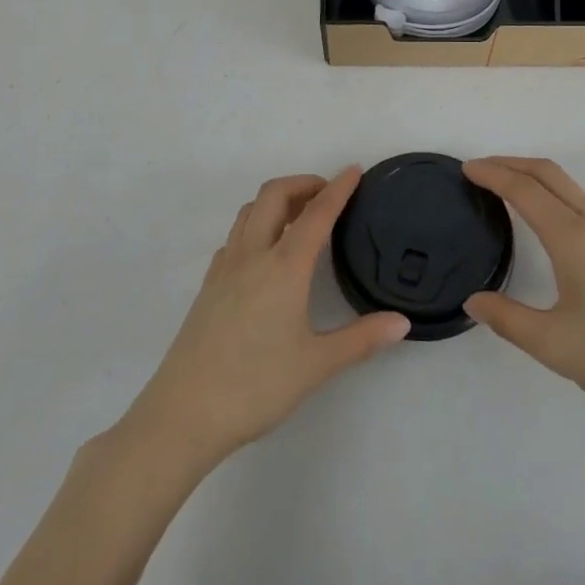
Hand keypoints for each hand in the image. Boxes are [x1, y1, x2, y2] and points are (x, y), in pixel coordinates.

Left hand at [125, 168, 409, 470]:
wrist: (183, 415)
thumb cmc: (255, 386)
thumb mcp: (316, 366)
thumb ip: (361, 339)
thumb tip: (402, 322)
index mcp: (284, 267)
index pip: (317, 213)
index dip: (338, 188)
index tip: (355, 170)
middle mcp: (253, 255)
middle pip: (275, 194)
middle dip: (303, 183)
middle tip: (327, 194)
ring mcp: (225, 268)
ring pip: (250, 211)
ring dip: (277, 200)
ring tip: (299, 217)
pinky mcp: (208, 285)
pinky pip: (235, 236)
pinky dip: (256, 225)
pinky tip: (265, 253)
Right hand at [462, 157, 584, 442]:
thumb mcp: (555, 346)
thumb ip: (508, 319)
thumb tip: (474, 300)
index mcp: (575, 239)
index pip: (525, 190)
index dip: (493, 174)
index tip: (466, 169)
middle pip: (550, 173)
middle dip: (511, 163)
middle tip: (480, 170)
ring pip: (570, 186)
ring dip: (535, 177)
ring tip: (507, 189)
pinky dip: (556, 194)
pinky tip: (548, 219)